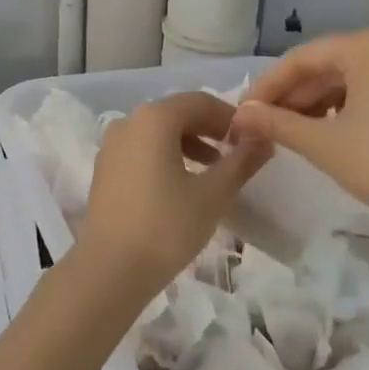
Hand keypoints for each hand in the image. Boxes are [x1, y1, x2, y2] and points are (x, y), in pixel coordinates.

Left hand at [74, 91, 269, 300]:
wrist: (110, 267)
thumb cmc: (166, 226)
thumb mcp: (213, 194)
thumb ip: (241, 161)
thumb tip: (263, 137)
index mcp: (154, 118)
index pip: (199, 101)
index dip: (229, 116)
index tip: (251, 138)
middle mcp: (129, 121)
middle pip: (176, 113)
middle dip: (209, 128)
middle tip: (237, 152)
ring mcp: (112, 144)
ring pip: (157, 131)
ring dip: (189, 143)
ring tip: (214, 170)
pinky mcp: (105, 167)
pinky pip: (142, 148)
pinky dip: (166, 155)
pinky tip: (183, 183)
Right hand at [231, 30, 368, 289]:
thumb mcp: (323, 144)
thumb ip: (275, 122)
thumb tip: (237, 116)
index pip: (301, 58)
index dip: (266, 87)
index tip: (241, 113)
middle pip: (326, 65)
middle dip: (291, 96)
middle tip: (260, 124)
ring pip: (348, 78)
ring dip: (315, 103)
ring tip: (287, 131)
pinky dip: (344, 107)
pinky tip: (324, 131)